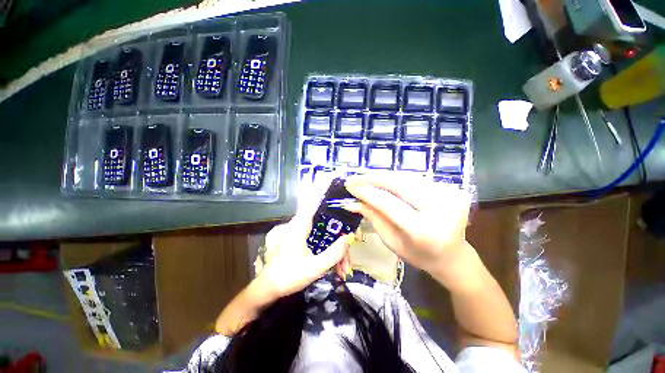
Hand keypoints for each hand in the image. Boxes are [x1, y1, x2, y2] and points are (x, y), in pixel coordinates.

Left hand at [253, 181, 353, 302]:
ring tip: (343, 269)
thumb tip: (349, 237)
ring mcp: (304, 231)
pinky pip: (324, 239)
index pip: (312, 200)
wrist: (270, 288)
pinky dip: (333, 252)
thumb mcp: (313, 269)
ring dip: (338, 249)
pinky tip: (338, 268)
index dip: (322, 186)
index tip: (332, 175)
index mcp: (300, 226)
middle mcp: (302, 224)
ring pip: (328, 232)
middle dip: (341, 233)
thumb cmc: (287, 277)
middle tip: (351, 245)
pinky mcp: (306, 237)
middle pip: (327, 218)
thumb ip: (333, 254)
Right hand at [343, 173, 472, 280]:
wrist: (453, 256)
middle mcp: (440, 209)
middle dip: (374, 178)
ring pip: (408, 177)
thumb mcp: (392, 241)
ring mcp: (450, 196)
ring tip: (367, 177)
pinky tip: (385, 180)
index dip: (367, 193)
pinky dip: (398, 178)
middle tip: (356, 177)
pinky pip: (417, 179)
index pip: (388, 203)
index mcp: (424, 230)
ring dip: (384, 176)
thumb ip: (374, 218)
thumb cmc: (419, 255)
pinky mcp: (453, 189)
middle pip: (399, 184)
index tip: (350, 186)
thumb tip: (353, 202)